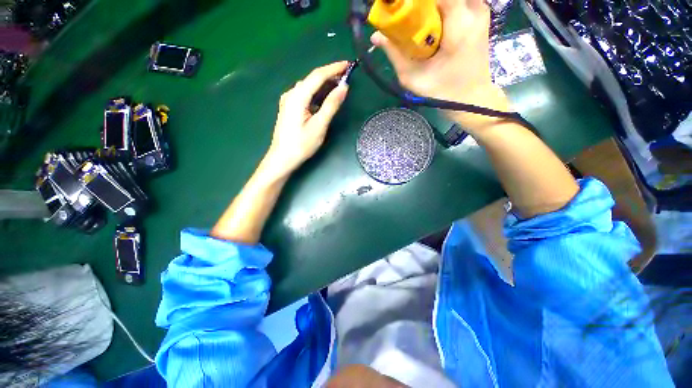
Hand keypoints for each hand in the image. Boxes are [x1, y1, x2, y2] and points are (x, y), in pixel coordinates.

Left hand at [264, 61, 349, 176]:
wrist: (282, 158)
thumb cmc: (301, 145)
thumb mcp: (319, 125)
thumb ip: (331, 105)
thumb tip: (344, 87)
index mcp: (297, 96)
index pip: (317, 75)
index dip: (334, 68)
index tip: (349, 65)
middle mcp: (291, 94)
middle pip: (312, 79)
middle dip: (330, 76)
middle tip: (346, 78)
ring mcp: (288, 101)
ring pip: (308, 87)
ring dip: (323, 86)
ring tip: (338, 88)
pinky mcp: (289, 108)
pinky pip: (305, 96)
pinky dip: (316, 94)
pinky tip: (324, 99)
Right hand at [371, 0, 508, 130]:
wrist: (472, 97)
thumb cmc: (443, 92)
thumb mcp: (414, 78)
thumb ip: (395, 54)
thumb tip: (376, 36)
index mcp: (459, 27)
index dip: (413, 2)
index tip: (398, 8)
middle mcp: (474, 10)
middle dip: (421, 5)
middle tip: (408, 17)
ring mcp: (480, 9)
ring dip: (431, 7)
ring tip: (419, 23)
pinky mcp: (480, 12)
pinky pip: (456, 1)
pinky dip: (441, 8)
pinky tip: (432, 23)